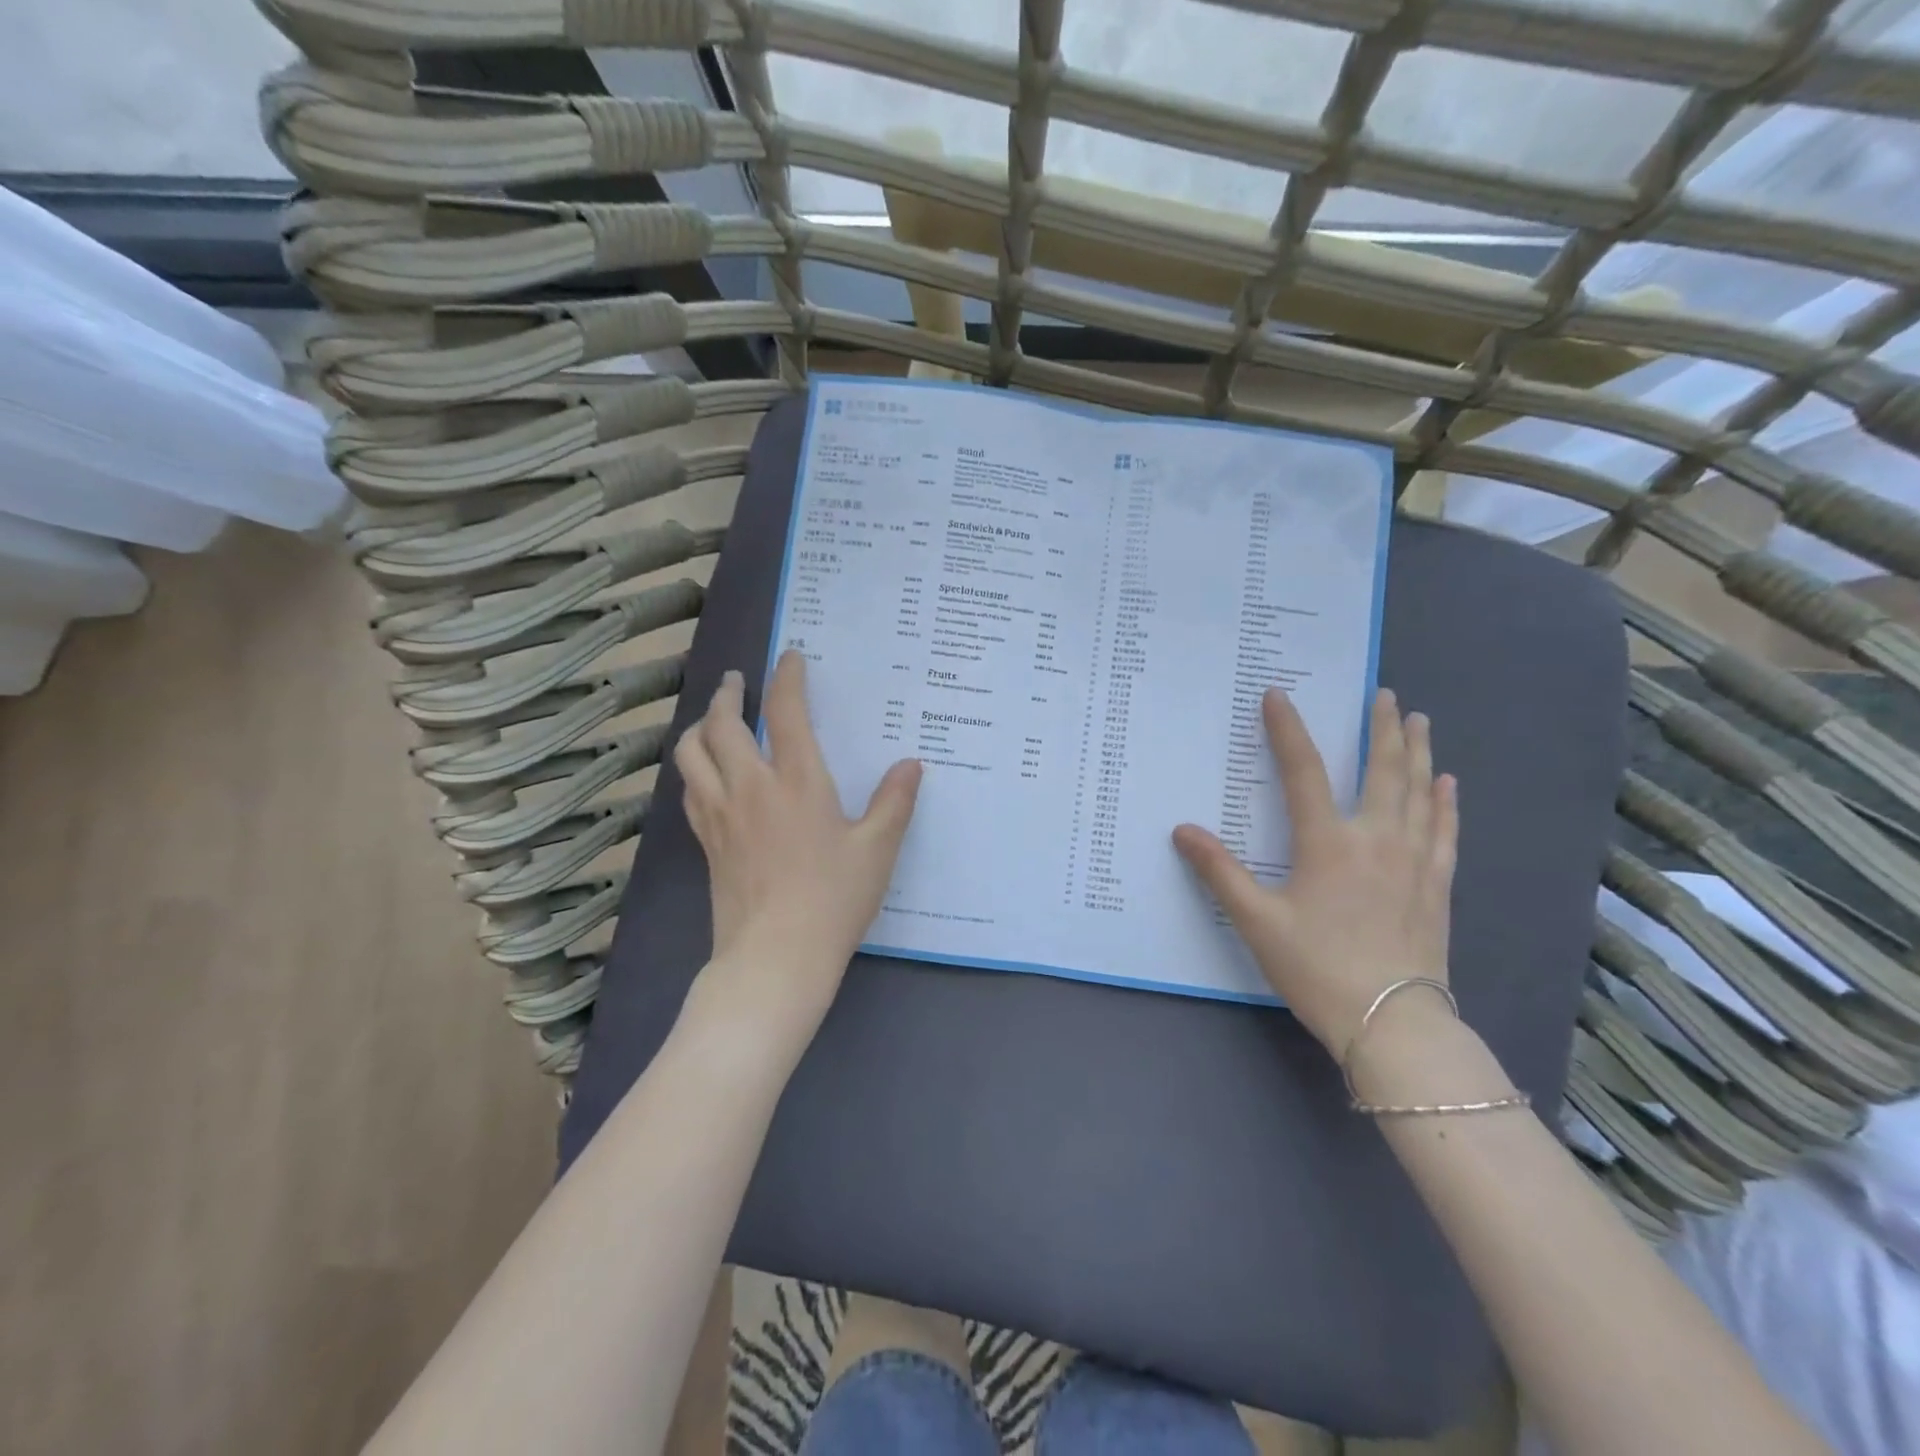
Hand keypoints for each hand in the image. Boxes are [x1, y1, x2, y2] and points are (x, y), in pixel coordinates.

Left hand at [673, 651, 921, 1039]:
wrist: (774, 958)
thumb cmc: (832, 900)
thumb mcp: (876, 850)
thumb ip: (894, 802)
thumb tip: (911, 764)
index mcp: (796, 782)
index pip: (786, 713)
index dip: (788, 679)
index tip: (791, 658)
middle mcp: (750, 787)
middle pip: (723, 724)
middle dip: (729, 695)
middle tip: (739, 681)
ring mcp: (720, 815)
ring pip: (692, 753)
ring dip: (700, 726)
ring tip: (713, 719)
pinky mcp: (707, 842)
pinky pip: (689, 789)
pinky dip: (693, 766)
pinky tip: (705, 773)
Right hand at [1172, 688, 1457, 1056]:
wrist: (1393, 1023)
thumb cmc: (1317, 968)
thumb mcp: (1257, 921)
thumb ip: (1219, 872)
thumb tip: (1182, 830)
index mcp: (1328, 843)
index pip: (1303, 771)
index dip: (1288, 730)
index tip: (1278, 695)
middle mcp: (1376, 839)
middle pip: (1381, 770)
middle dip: (1381, 728)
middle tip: (1383, 694)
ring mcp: (1414, 861)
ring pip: (1419, 792)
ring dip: (1417, 752)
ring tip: (1419, 721)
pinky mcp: (1436, 885)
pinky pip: (1444, 831)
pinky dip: (1445, 802)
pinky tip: (1447, 784)